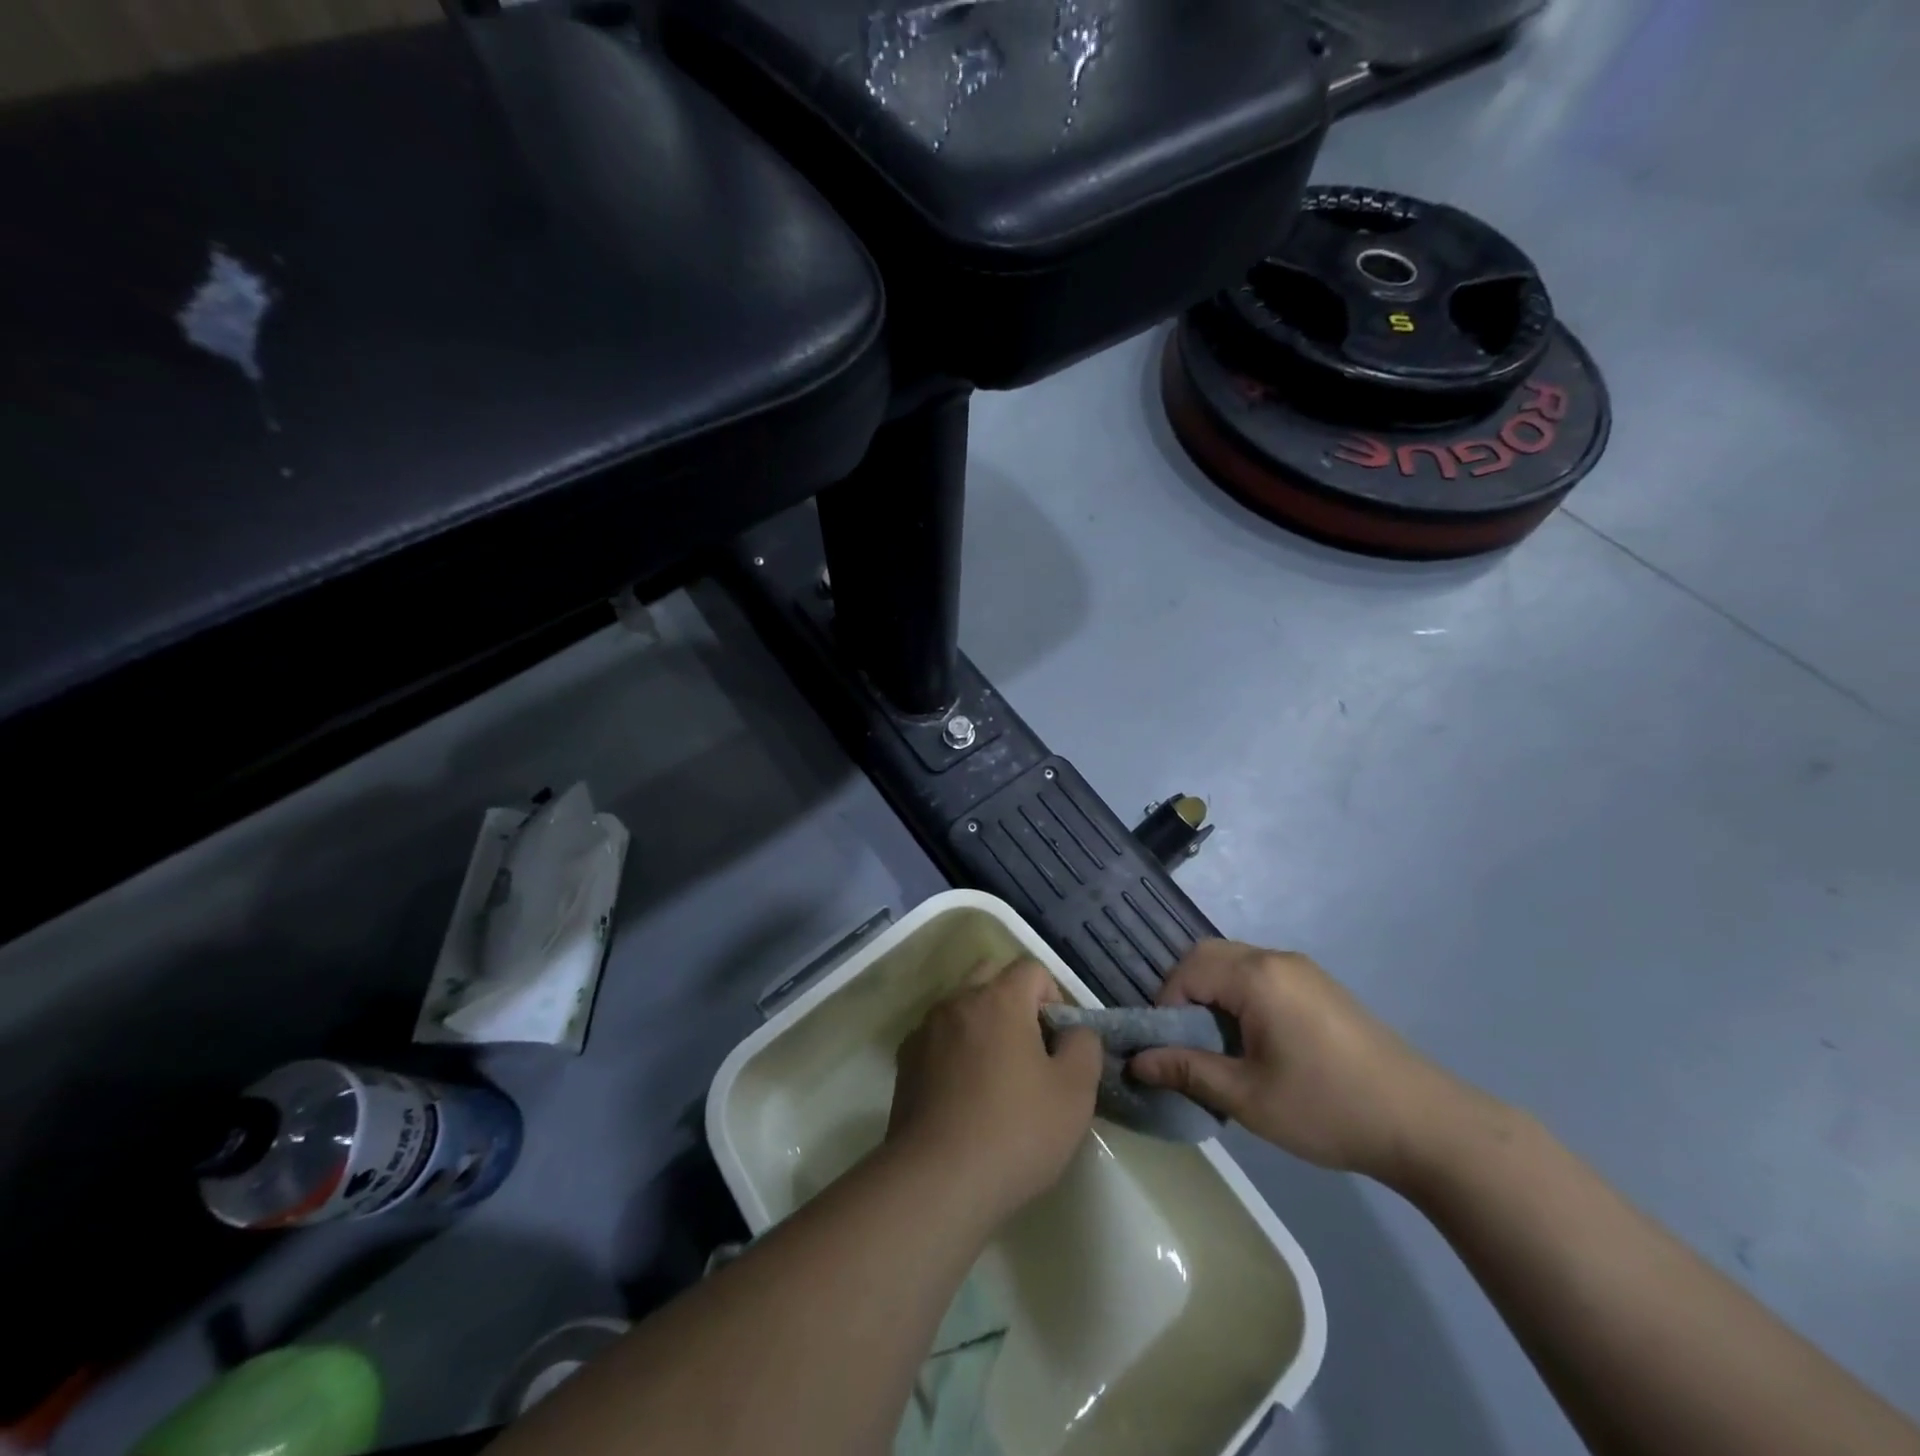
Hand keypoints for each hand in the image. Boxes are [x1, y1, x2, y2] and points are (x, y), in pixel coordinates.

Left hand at [887, 959, 1102, 1222]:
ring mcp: (926, 1029)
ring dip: (982, 1024)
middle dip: (1014, 1001)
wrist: (937, 1180)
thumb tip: (1074, 1030)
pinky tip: (963, 1094)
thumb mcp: (1075, 1092)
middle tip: (1029, 1050)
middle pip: (990, 976)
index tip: (1058, 1043)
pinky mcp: (905, 1060)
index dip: (1054, 998)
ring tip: (996, 1075)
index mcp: (999, 999)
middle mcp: (958, 1001)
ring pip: (961, 1006)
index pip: (1032, 969)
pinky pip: (938, 1037)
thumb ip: (1084, 1046)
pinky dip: (954, 1049)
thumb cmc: (1016, 1131)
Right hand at [1129, 940, 1467, 1185]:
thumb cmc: (1328, 1108)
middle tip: (1187, 1044)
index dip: (1166, 1008)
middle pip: (1208, 957)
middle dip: (1185, 994)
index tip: (1169, 1051)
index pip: (1187, 971)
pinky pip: (1261, 976)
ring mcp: (1303, 971)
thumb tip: (1136, 1062)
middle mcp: (1277, 959)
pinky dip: (1240, 997)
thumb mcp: (1248, 1097)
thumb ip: (1187, 1071)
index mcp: (1257, 976)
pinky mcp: (1320, 987)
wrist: (1427, 1126)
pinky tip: (1255, 1043)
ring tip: (1220, 1048)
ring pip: (1235, 964)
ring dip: (1213, 995)